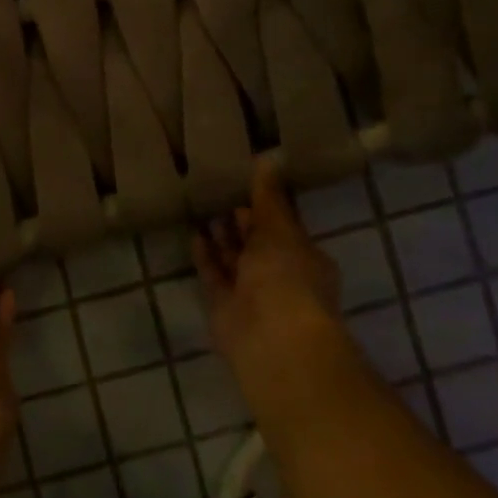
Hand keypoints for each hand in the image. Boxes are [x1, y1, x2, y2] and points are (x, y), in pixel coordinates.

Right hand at [194, 164, 363, 426]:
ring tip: (202, 207)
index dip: (265, 207)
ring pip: (233, 260)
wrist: (272, 339)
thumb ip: (268, 197)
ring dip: (221, 238)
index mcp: (303, 257)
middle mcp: (279, 276)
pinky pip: (213, 276)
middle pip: (256, 244)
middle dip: (241, 222)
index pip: (283, 227)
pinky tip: (194, 233)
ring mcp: (250, 294)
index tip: (243, 184)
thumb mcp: (279, 229)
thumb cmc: (287, 276)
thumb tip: (267, 158)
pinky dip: (205, 256)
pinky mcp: (223, 307)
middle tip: (217, 191)